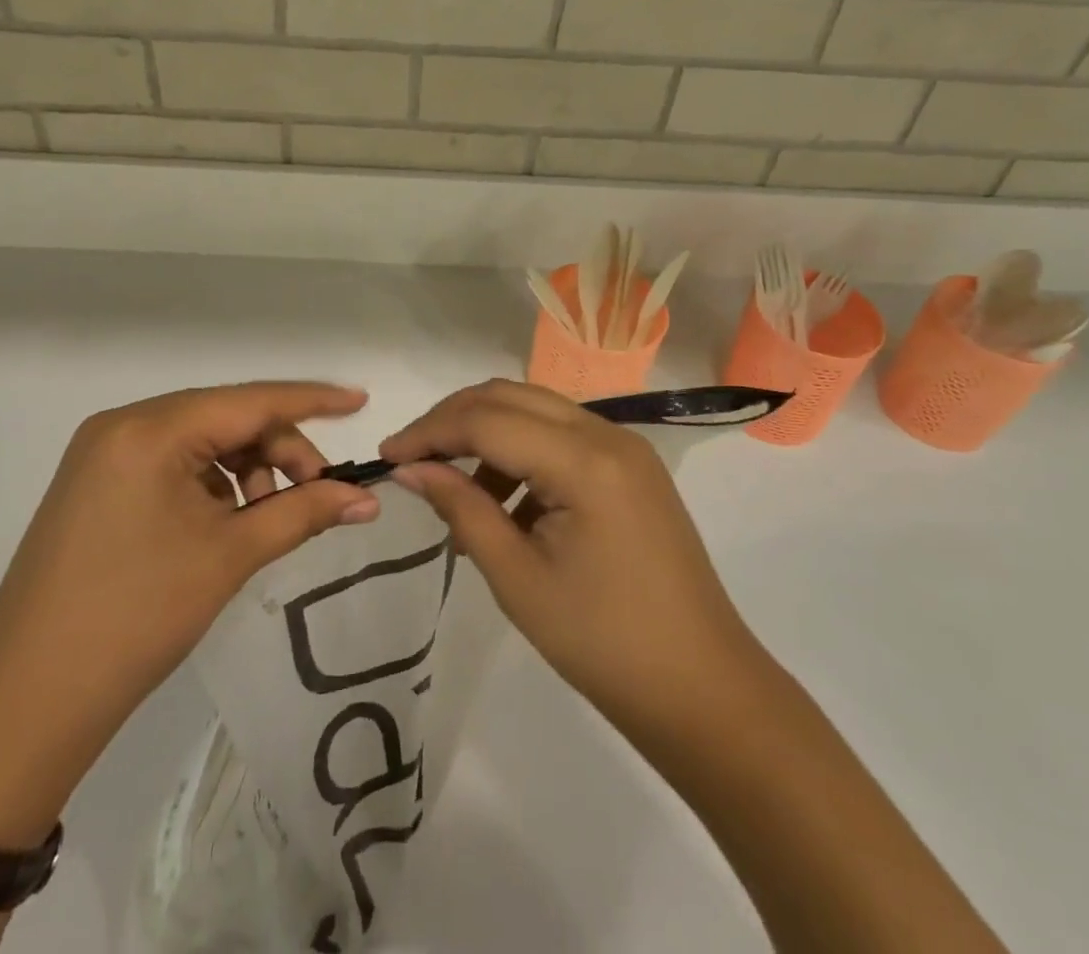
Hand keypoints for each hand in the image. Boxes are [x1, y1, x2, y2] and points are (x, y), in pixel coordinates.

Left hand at [0, 382, 379, 845]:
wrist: (25, 704)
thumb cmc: (136, 617)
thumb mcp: (229, 556)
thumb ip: (303, 512)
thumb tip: (366, 498)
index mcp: (150, 430)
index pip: (249, 400)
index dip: (311, 401)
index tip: (361, 401)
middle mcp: (122, 426)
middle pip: (225, 418)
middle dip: (279, 449)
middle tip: (317, 491)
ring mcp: (103, 454)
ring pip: (200, 441)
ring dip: (246, 469)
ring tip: (267, 517)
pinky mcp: (95, 484)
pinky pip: (171, 463)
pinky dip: (211, 483)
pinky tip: (226, 522)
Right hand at [382, 379, 753, 741]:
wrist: (702, 690)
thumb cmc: (604, 644)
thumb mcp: (518, 578)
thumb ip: (462, 509)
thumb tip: (411, 469)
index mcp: (584, 460)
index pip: (487, 420)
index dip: (429, 432)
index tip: (386, 457)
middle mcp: (607, 434)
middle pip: (510, 397)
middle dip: (453, 419)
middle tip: (411, 459)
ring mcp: (625, 447)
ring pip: (535, 410)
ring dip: (487, 435)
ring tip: (458, 494)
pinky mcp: (631, 467)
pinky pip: (562, 436)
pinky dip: (522, 452)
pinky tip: (505, 502)